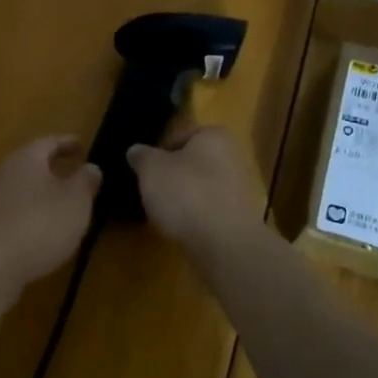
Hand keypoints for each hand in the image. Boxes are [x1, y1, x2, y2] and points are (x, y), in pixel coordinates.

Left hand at [0, 136, 100, 309]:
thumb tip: (90, 167)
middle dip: (55, 167)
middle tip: (77, 172)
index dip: (67, 143)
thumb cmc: (40, 224)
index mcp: (27, 159)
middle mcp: (6, 174)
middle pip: (33, 164)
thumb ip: (85, 181)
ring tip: (67, 202)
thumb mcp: (76, 201)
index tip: (83, 146)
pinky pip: (19, 211)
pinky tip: (48, 228)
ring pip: (26, 188)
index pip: (49, 142)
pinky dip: (36, 213)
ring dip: (45, 192)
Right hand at [127, 126, 264, 256]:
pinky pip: (211, 210)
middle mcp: (234, 155)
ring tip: (164, 213)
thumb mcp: (151, 169)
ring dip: (185, 197)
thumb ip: (142, 156)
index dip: (159, 151)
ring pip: (203, 186)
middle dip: (173, 175)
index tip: (145, 170)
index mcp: (214, 135)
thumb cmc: (186, 194)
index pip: (181, 135)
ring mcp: (241, 187)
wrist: (224, 242)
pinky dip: (197, 216)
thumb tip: (136, 151)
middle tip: (152, 191)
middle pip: (193, 162)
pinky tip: (182, 228)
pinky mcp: (241, 217)